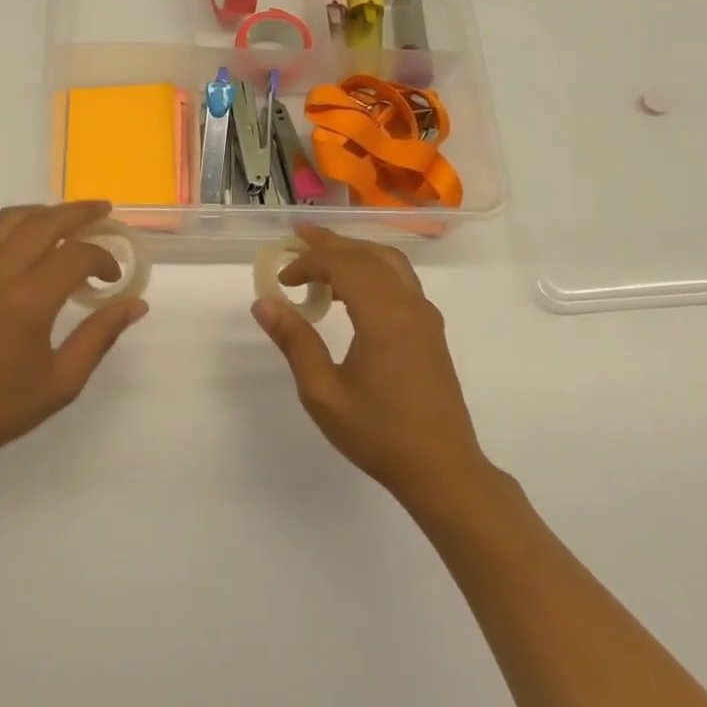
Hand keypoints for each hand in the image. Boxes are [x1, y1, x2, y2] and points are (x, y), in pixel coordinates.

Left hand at [0, 201, 147, 472]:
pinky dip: (17, 225)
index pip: (75, 256)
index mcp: (27, 302)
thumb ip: (100, 336)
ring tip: (70, 218)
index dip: (103, 259)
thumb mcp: (61, 382)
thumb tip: (135, 304)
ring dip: (46, 212)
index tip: (114, 278)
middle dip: (79, 212)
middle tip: (105, 211)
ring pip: (12, 219)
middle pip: (44, 222)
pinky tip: (31, 240)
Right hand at [252, 226, 489, 501]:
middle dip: (331, 243)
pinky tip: (353, 291)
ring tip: (323, 257)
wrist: (442, 468)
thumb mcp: (323, 392)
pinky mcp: (431, 332)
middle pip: (369, 255)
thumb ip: (295, 342)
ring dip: (355, 253)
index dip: (309, 262)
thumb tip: (264, 303)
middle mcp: (409, 306)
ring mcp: (425, 318)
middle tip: (298, 237)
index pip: (344, 265)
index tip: (283, 279)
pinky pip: (401, 282)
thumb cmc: (378, 433)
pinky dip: (373, 271)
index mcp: (384, 316)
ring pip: (390, 263)